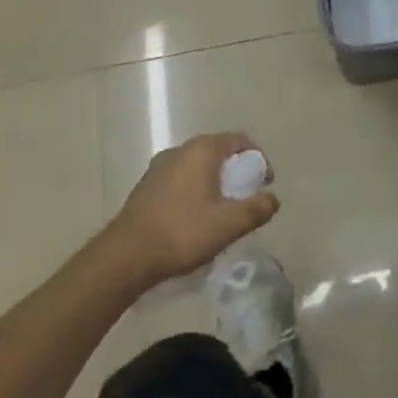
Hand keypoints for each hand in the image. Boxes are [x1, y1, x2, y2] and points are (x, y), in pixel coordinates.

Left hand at [103, 132, 277, 288]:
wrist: (124, 257)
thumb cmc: (182, 232)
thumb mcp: (229, 224)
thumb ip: (257, 209)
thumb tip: (273, 199)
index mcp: (202, 150)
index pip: (239, 140)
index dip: (258, 159)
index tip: (265, 183)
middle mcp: (180, 150)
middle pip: (218, 152)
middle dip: (236, 171)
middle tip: (246, 197)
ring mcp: (159, 167)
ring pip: (197, 167)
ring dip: (214, 182)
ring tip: (221, 211)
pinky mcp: (145, 187)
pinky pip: (180, 180)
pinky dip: (194, 191)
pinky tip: (194, 219)